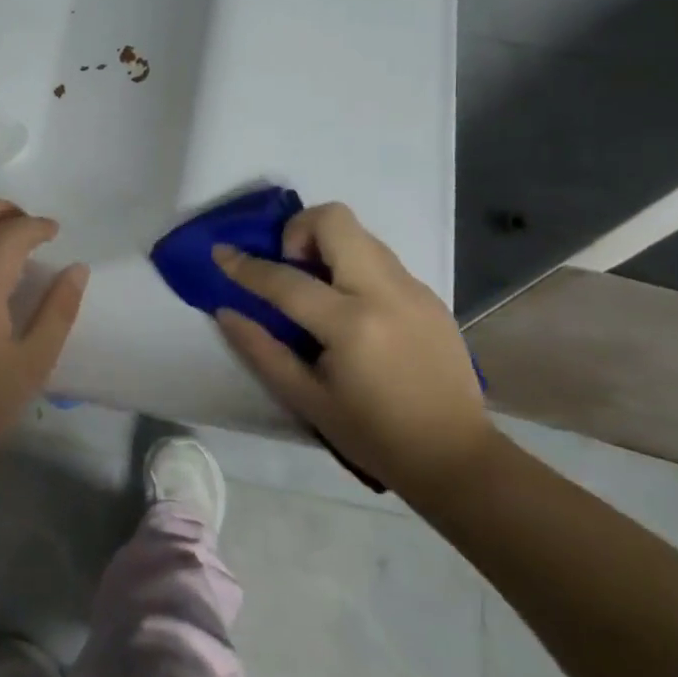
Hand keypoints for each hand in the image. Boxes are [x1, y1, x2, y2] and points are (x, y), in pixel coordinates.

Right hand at [213, 203, 491, 499]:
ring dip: (328, 246)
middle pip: (335, 220)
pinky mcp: (430, 294)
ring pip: (360, 233)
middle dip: (299, 230)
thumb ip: (261, 350)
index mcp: (351, 325)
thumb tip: (226, 311)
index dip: (245, 265)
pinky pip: (381, 259)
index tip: (221, 252)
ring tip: (320, 290)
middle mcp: (385, 292)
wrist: (456, 457)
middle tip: (291, 268)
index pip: (286, 279)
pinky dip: (354, 266)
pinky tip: (354, 310)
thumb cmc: (373, 435)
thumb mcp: (306, 400)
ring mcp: (413, 289)